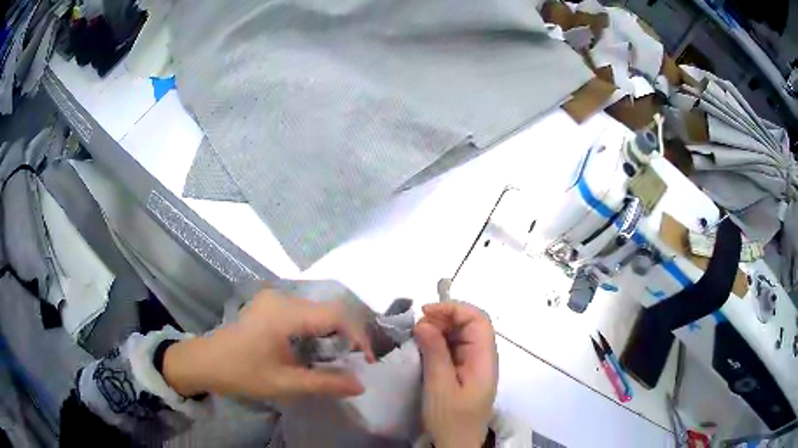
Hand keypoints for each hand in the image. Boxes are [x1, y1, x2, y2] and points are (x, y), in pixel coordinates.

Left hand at [162, 289, 374, 400]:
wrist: (204, 361)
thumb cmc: (241, 373)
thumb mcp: (284, 383)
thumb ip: (325, 383)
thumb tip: (361, 385)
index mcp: (285, 312)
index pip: (335, 315)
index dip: (358, 335)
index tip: (368, 360)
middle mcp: (282, 297)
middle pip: (328, 310)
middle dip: (347, 335)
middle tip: (355, 362)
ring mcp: (274, 298)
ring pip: (317, 310)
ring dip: (332, 333)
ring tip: (338, 358)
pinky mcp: (270, 305)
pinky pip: (304, 312)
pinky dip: (317, 330)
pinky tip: (314, 349)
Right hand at [415, 302, 497, 447]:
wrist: (457, 443)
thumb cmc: (450, 418)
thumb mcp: (439, 386)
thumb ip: (435, 352)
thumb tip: (424, 322)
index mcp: (484, 359)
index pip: (478, 320)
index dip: (454, 309)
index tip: (426, 312)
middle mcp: (483, 357)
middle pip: (471, 324)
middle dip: (445, 317)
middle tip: (418, 325)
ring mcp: (474, 364)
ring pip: (462, 334)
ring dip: (441, 328)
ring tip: (418, 334)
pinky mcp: (465, 371)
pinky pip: (455, 347)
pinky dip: (439, 341)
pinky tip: (424, 345)